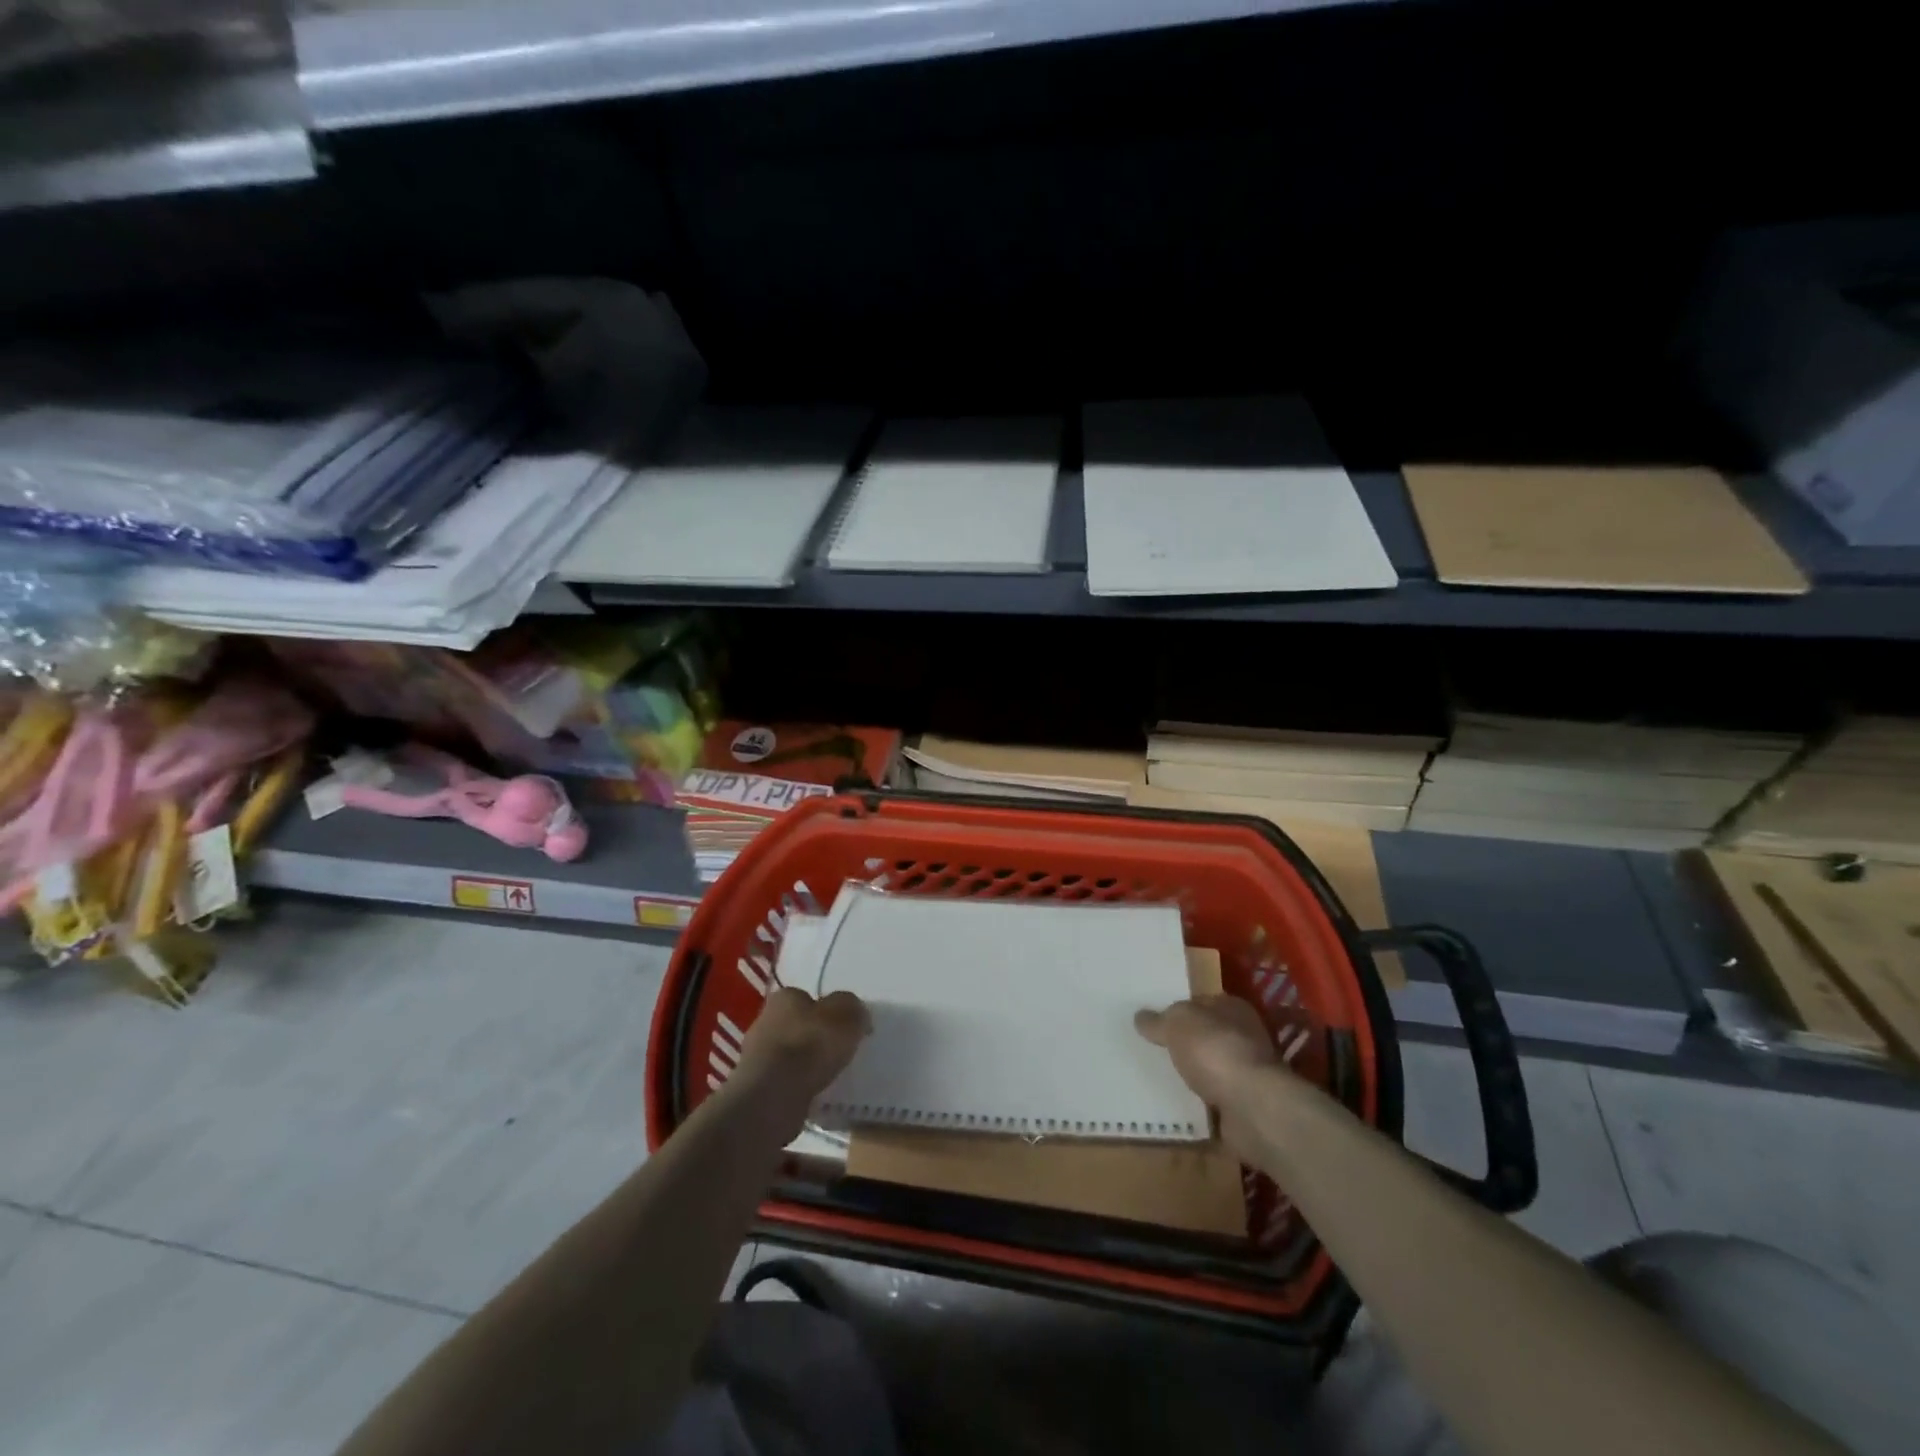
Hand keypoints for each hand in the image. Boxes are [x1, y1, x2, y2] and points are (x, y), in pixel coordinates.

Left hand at [732, 987, 870, 1104]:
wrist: (773, 1097)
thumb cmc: (810, 1046)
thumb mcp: (847, 1016)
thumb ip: (854, 1009)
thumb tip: (857, 1015)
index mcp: (784, 997)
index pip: (808, 997)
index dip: (828, 1011)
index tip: (845, 1028)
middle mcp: (766, 1020)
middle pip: (798, 1025)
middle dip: (816, 1037)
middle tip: (840, 1052)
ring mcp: (757, 1056)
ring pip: (791, 1055)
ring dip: (807, 1064)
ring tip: (831, 1077)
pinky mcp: (757, 1086)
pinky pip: (785, 1081)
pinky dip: (799, 1086)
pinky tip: (815, 1095)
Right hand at [1135, 994, 1283, 1114]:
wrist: (1252, 1107)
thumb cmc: (1214, 1050)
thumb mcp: (1176, 1024)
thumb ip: (1158, 1021)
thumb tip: (1140, 1017)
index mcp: (1233, 1008)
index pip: (1202, 1002)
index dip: (1179, 1009)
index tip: (1155, 1021)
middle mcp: (1244, 1037)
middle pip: (1206, 1037)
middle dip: (1184, 1044)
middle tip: (1152, 1050)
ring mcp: (1247, 1074)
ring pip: (1211, 1070)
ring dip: (1192, 1076)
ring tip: (1158, 1079)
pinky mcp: (1245, 1106)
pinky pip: (1214, 1101)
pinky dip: (1199, 1105)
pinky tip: (1175, 1106)